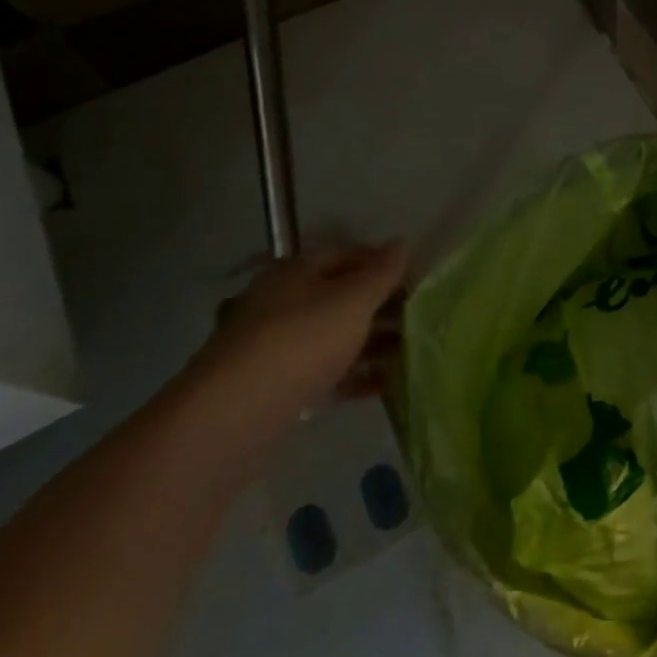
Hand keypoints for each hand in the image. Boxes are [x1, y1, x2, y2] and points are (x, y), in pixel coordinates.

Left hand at [191, 242, 408, 421]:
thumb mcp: (352, 300)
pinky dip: (356, 375)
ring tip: (412, 354)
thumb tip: (402, 242)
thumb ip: (381, 273)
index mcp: (295, 272)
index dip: (383, 263)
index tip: (419, 280)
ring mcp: (278, 345)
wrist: (235, 414)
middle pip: (342, 297)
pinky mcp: (279, 385)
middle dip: (382, 306)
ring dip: (374, 343)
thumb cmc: (301, 340)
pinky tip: (387, 385)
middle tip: (421, 319)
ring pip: (336, 336)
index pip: (347, 255)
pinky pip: (327, 372)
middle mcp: (283, 302)